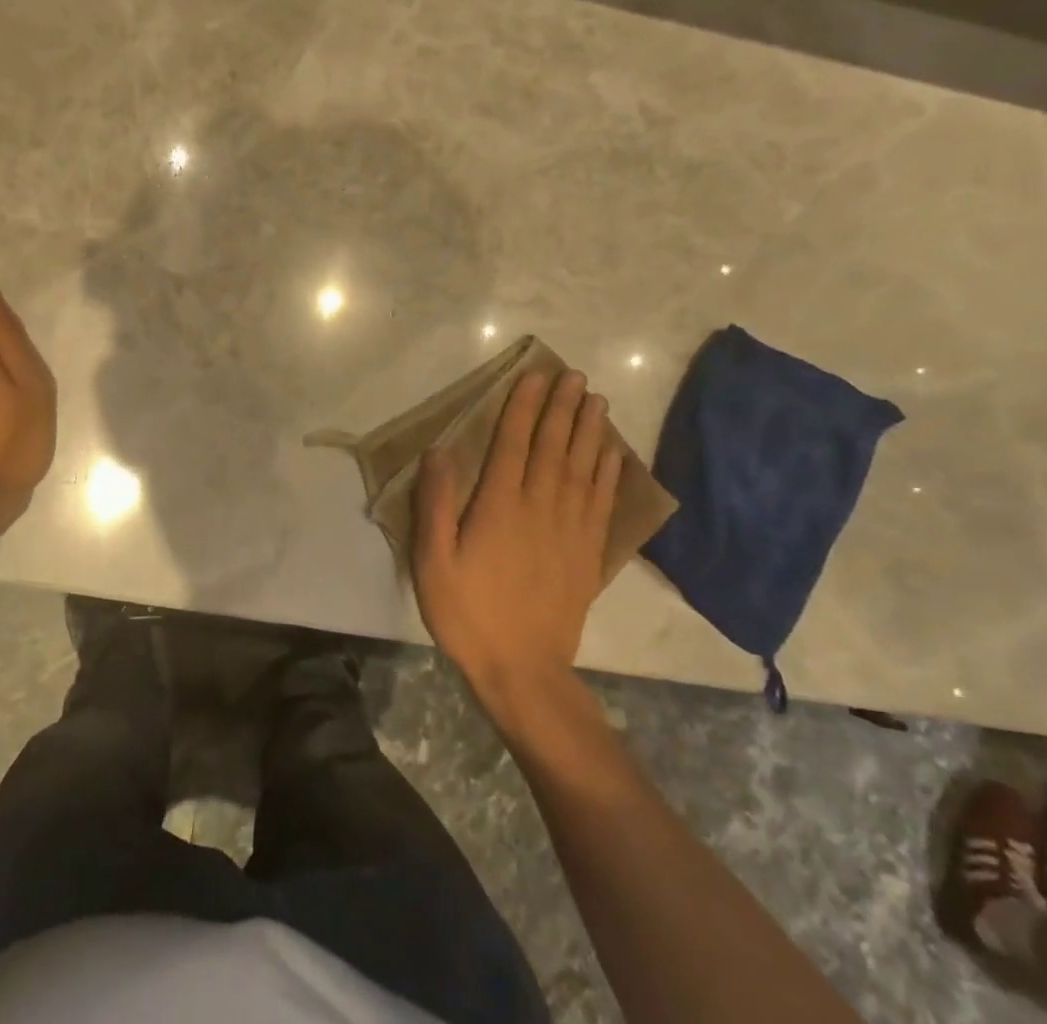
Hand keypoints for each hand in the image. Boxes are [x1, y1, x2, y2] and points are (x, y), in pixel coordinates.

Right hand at [412, 369, 623, 708]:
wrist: (523, 670)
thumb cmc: (468, 613)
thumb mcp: (432, 561)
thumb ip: (435, 504)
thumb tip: (440, 451)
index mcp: (499, 505)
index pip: (513, 442)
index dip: (523, 406)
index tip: (534, 375)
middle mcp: (539, 506)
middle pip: (554, 446)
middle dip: (562, 407)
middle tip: (574, 375)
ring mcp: (569, 529)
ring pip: (582, 466)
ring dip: (590, 430)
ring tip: (596, 399)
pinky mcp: (588, 551)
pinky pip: (601, 501)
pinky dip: (609, 472)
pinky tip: (613, 452)